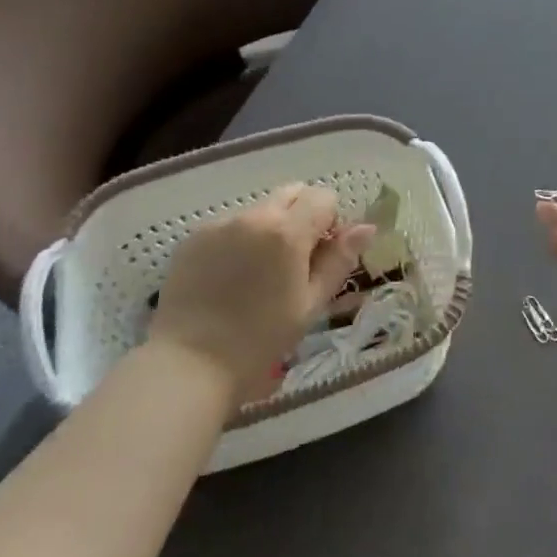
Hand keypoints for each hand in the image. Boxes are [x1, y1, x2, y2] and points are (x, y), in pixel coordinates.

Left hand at [150, 185, 374, 402]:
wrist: (189, 363)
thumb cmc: (260, 339)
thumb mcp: (310, 304)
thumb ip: (339, 260)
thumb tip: (366, 228)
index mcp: (288, 231)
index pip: (323, 197)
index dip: (330, 222)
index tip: (322, 255)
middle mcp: (254, 215)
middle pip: (291, 193)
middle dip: (302, 216)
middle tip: (295, 261)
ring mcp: (220, 223)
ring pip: (260, 209)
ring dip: (269, 228)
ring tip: (257, 274)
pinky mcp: (193, 237)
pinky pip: (229, 225)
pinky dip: (238, 240)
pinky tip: (229, 278)